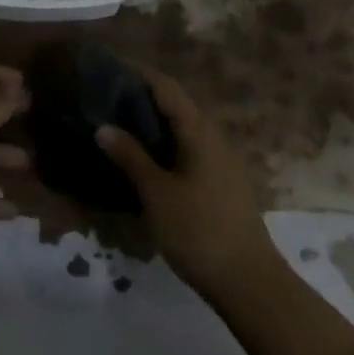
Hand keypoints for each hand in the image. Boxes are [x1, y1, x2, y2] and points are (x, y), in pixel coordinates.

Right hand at [95, 73, 283, 302]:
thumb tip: (104, 126)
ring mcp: (220, 162)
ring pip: (181, 131)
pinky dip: (164, 149)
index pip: (166, 88)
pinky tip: (144, 166)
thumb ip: (131, 157)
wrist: (249, 282)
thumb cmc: (199, 230)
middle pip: (175, 106)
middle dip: (141, 101)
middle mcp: (213, 138)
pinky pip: (187, 152)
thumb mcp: (157, 193)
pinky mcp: (221, 185)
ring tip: (118, 132)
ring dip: (152, 127)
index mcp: (199, 131)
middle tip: (105, 104)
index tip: (108, 72)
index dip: (138, 76)